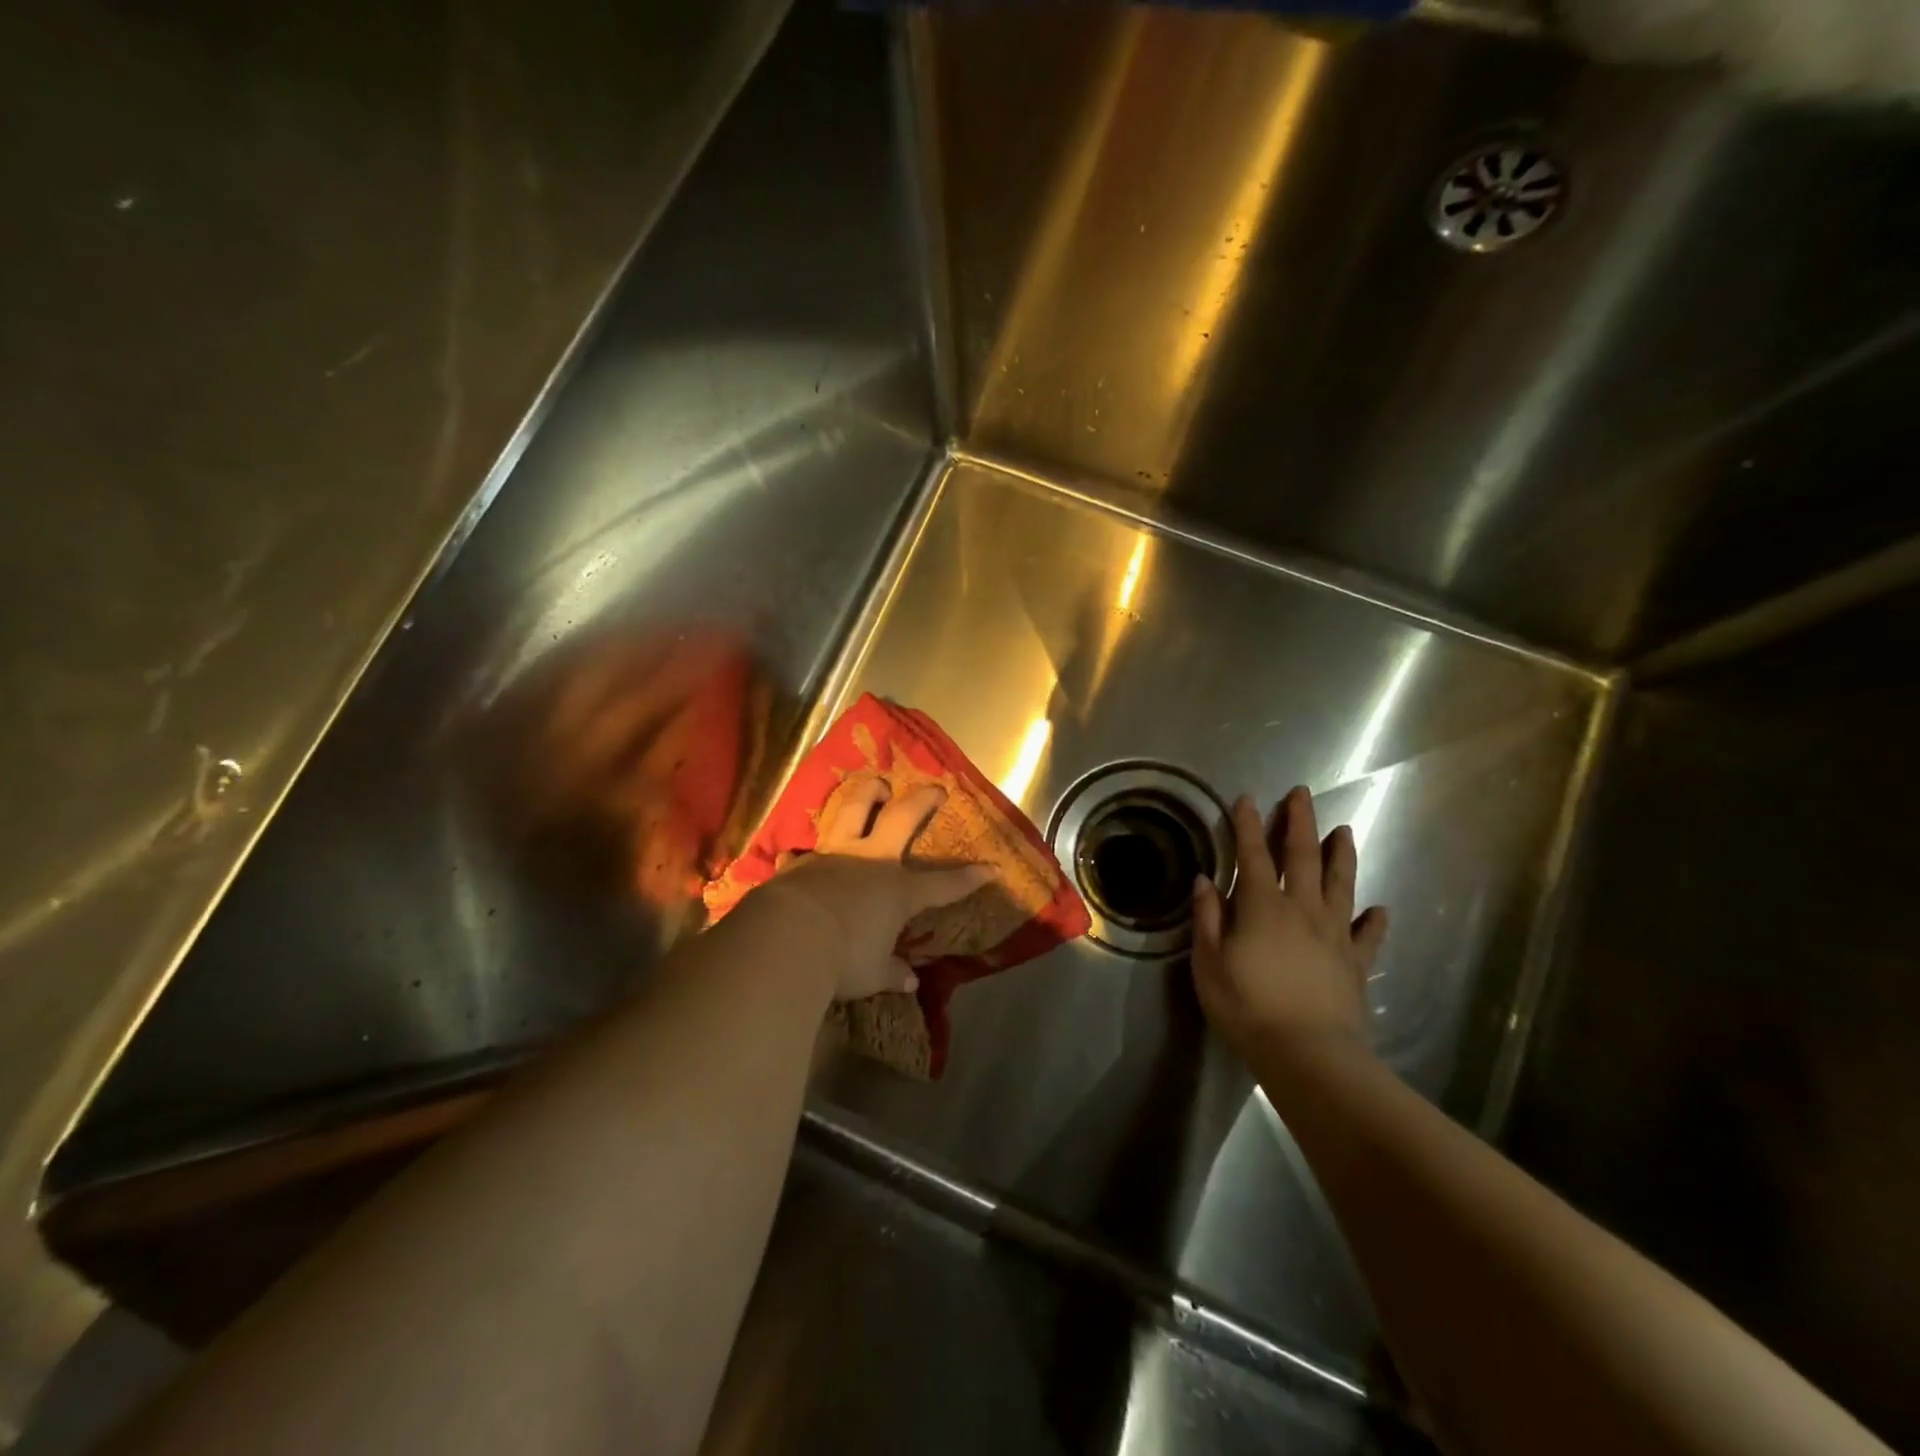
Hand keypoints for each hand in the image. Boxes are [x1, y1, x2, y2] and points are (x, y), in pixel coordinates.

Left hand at [755, 774, 990, 1001]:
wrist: (788, 938)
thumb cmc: (842, 959)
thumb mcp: (873, 975)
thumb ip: (892, 973)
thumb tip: (910, 981)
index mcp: (898, 891)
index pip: (942, 885)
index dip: (970, 878)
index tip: (992, 868)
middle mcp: (870, 863)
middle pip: (901, 818)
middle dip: (922, 801)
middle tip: (934, 788)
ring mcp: (833, 857)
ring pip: (852, 811)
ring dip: (866, 795)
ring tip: (875, 785)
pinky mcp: (799, 864)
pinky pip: (800, 855)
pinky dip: (799, 857)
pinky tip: (793, 857)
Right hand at [1192, 787, 1388, 1065]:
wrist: (1308, 1054)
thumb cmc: (1247, 1008)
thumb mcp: (1209, 964)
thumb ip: (1207, 919)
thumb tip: (1205, 880)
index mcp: (1262, 907)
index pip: (1253, 856)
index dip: (1248, 826)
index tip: (1247, 798)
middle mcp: (1302, 910)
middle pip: (1302, 857)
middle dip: (1300, 823)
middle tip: (1302, 794)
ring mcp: (1334, 935)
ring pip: (1340, 884)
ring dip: (1341, 855)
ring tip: (1344, 831)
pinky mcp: (1355, 963)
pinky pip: (1368, 935)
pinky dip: (1374, 920)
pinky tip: (1379, 909)